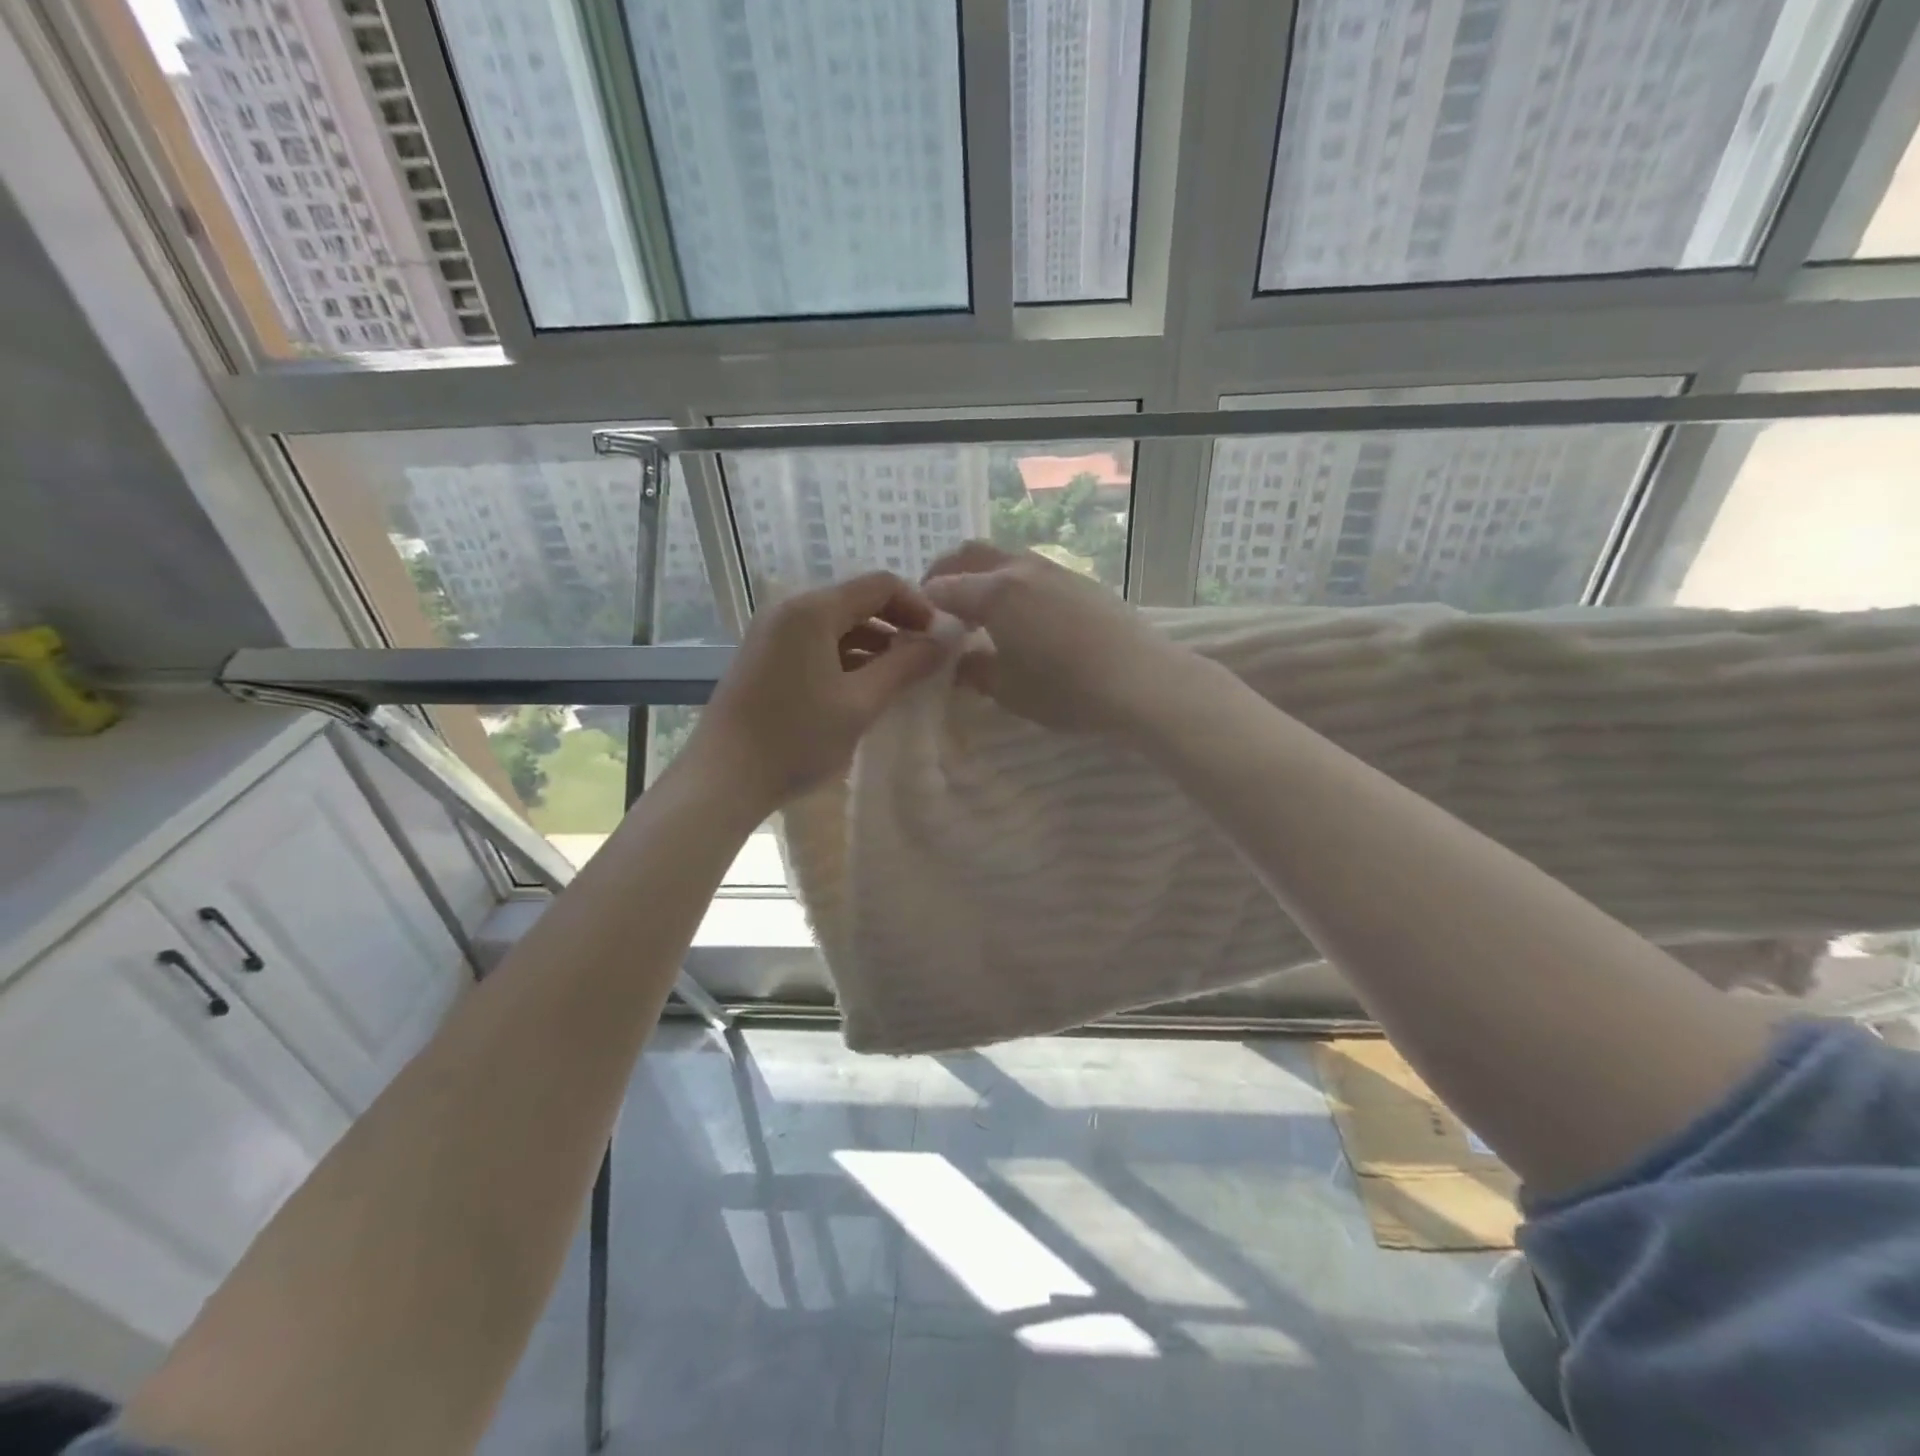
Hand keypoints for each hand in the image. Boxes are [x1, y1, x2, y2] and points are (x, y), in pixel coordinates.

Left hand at [689, 572, 952, 809]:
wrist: (723, 778)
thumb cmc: (796, 738)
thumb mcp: (860, 703)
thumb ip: (905, 666)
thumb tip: (944, 640)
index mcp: (813, 610)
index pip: (880, 585)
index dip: (918, 606)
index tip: (941, 640)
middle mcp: (789, 609)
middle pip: (857, 601)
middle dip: (897, 625)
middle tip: (926, 661)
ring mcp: (772, 632)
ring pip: (837, 624)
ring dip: (874, 644)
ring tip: (901, 679)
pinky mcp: (765, 656)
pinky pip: (816, 643)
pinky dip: (846, 657)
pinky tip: (864, 688)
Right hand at [921, 542, 1181, 731]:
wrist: (1141, 680)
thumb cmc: (1066, 690)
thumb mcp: (1008, 690)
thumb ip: (974, 671)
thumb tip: (958, 661)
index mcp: (994, 593)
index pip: (944, 587)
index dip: (925, 603)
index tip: (919, 623)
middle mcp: (1021, 569)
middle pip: (971, 555)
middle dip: (947, 572)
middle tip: (939, 602)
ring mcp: (1054, 569)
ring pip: (1005, 557)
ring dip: (983, 574)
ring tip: (981, 607)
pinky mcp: (1081, 580)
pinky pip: (1033, 570)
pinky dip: (1013, 582)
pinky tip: (1024, 613)